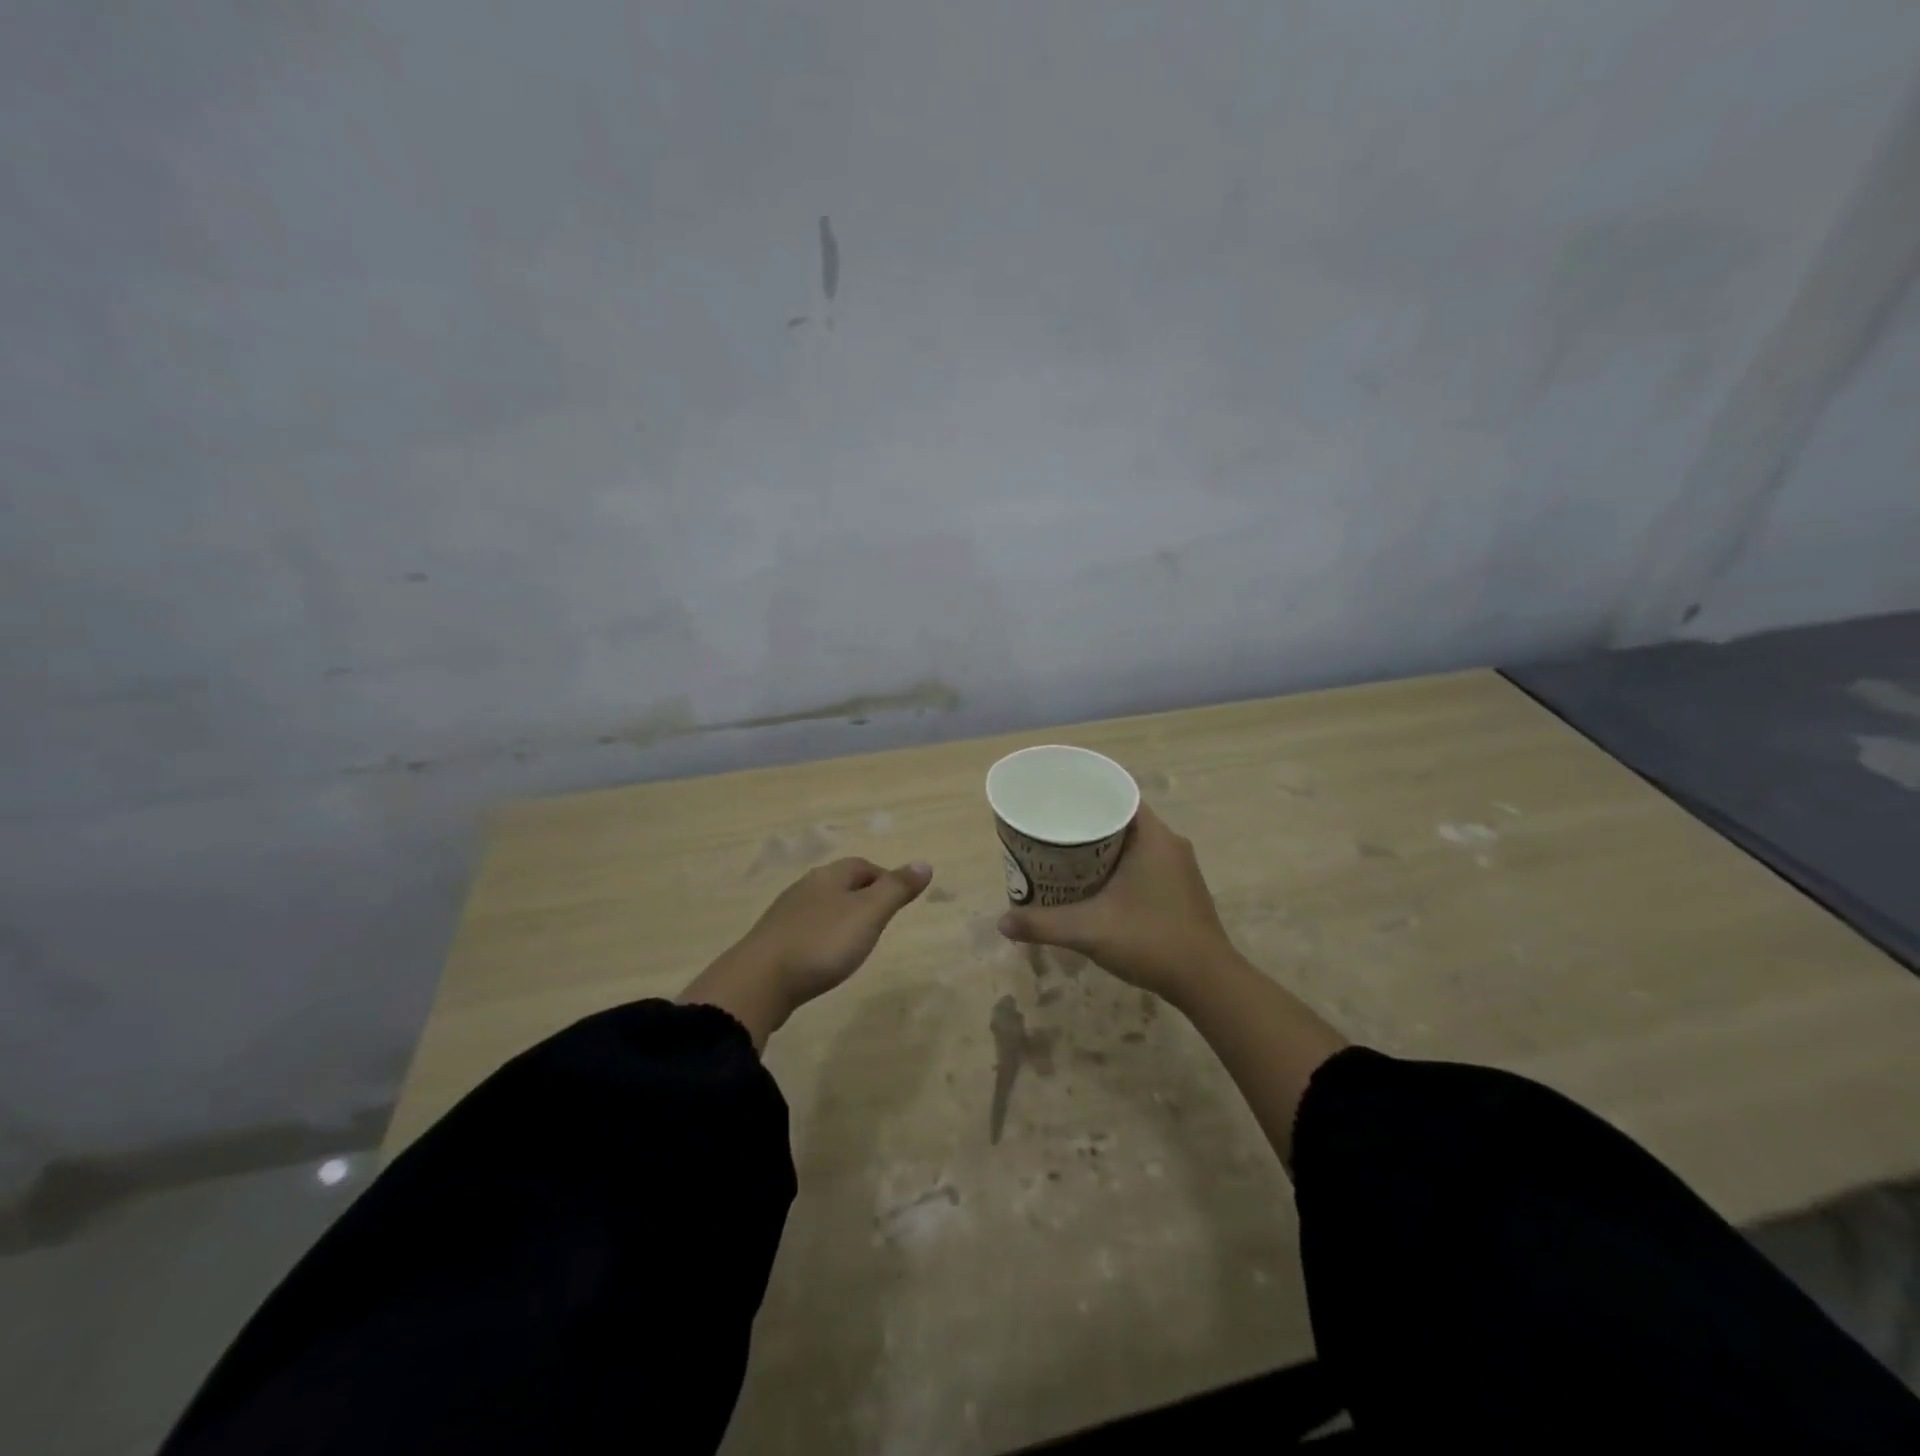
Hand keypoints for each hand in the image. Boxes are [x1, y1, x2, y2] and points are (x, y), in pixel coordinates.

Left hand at [739, 857, 932, 1006]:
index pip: (861, 865)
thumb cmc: (821, 943)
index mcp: (828, 877)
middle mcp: (804, 889)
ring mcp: (784, 917)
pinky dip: (822, 939)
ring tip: (856, 941)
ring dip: (841, 918)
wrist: (757, 983)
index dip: (884, 877)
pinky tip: (824, 959)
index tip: (900, 899)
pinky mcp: (772, 945)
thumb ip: (896, 889)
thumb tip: (924, 863)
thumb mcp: (868, 914)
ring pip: (821, 908)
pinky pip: (805, 932)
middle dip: (863, 896)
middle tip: (882, 920)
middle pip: (840, 884)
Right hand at [997, 806, 1231, 1003]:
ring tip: (1065, 855)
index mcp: (1154, 837)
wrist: (1208, 982)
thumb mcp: (1089, 930)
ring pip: (1134, 843)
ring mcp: (1179, 868)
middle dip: (1087, 823)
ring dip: (1103, 847)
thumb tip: (1001, 922)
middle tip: (1052, 830)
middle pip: (1122, 819)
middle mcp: (1170, 844)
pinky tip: (1095, 884)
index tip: (1058, 801)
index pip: (1118, 796)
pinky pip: (1144, 862)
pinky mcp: (1181, 889)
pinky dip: (1119, 865)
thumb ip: (1043, 924)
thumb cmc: (1151, 941)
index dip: (1087, 795)